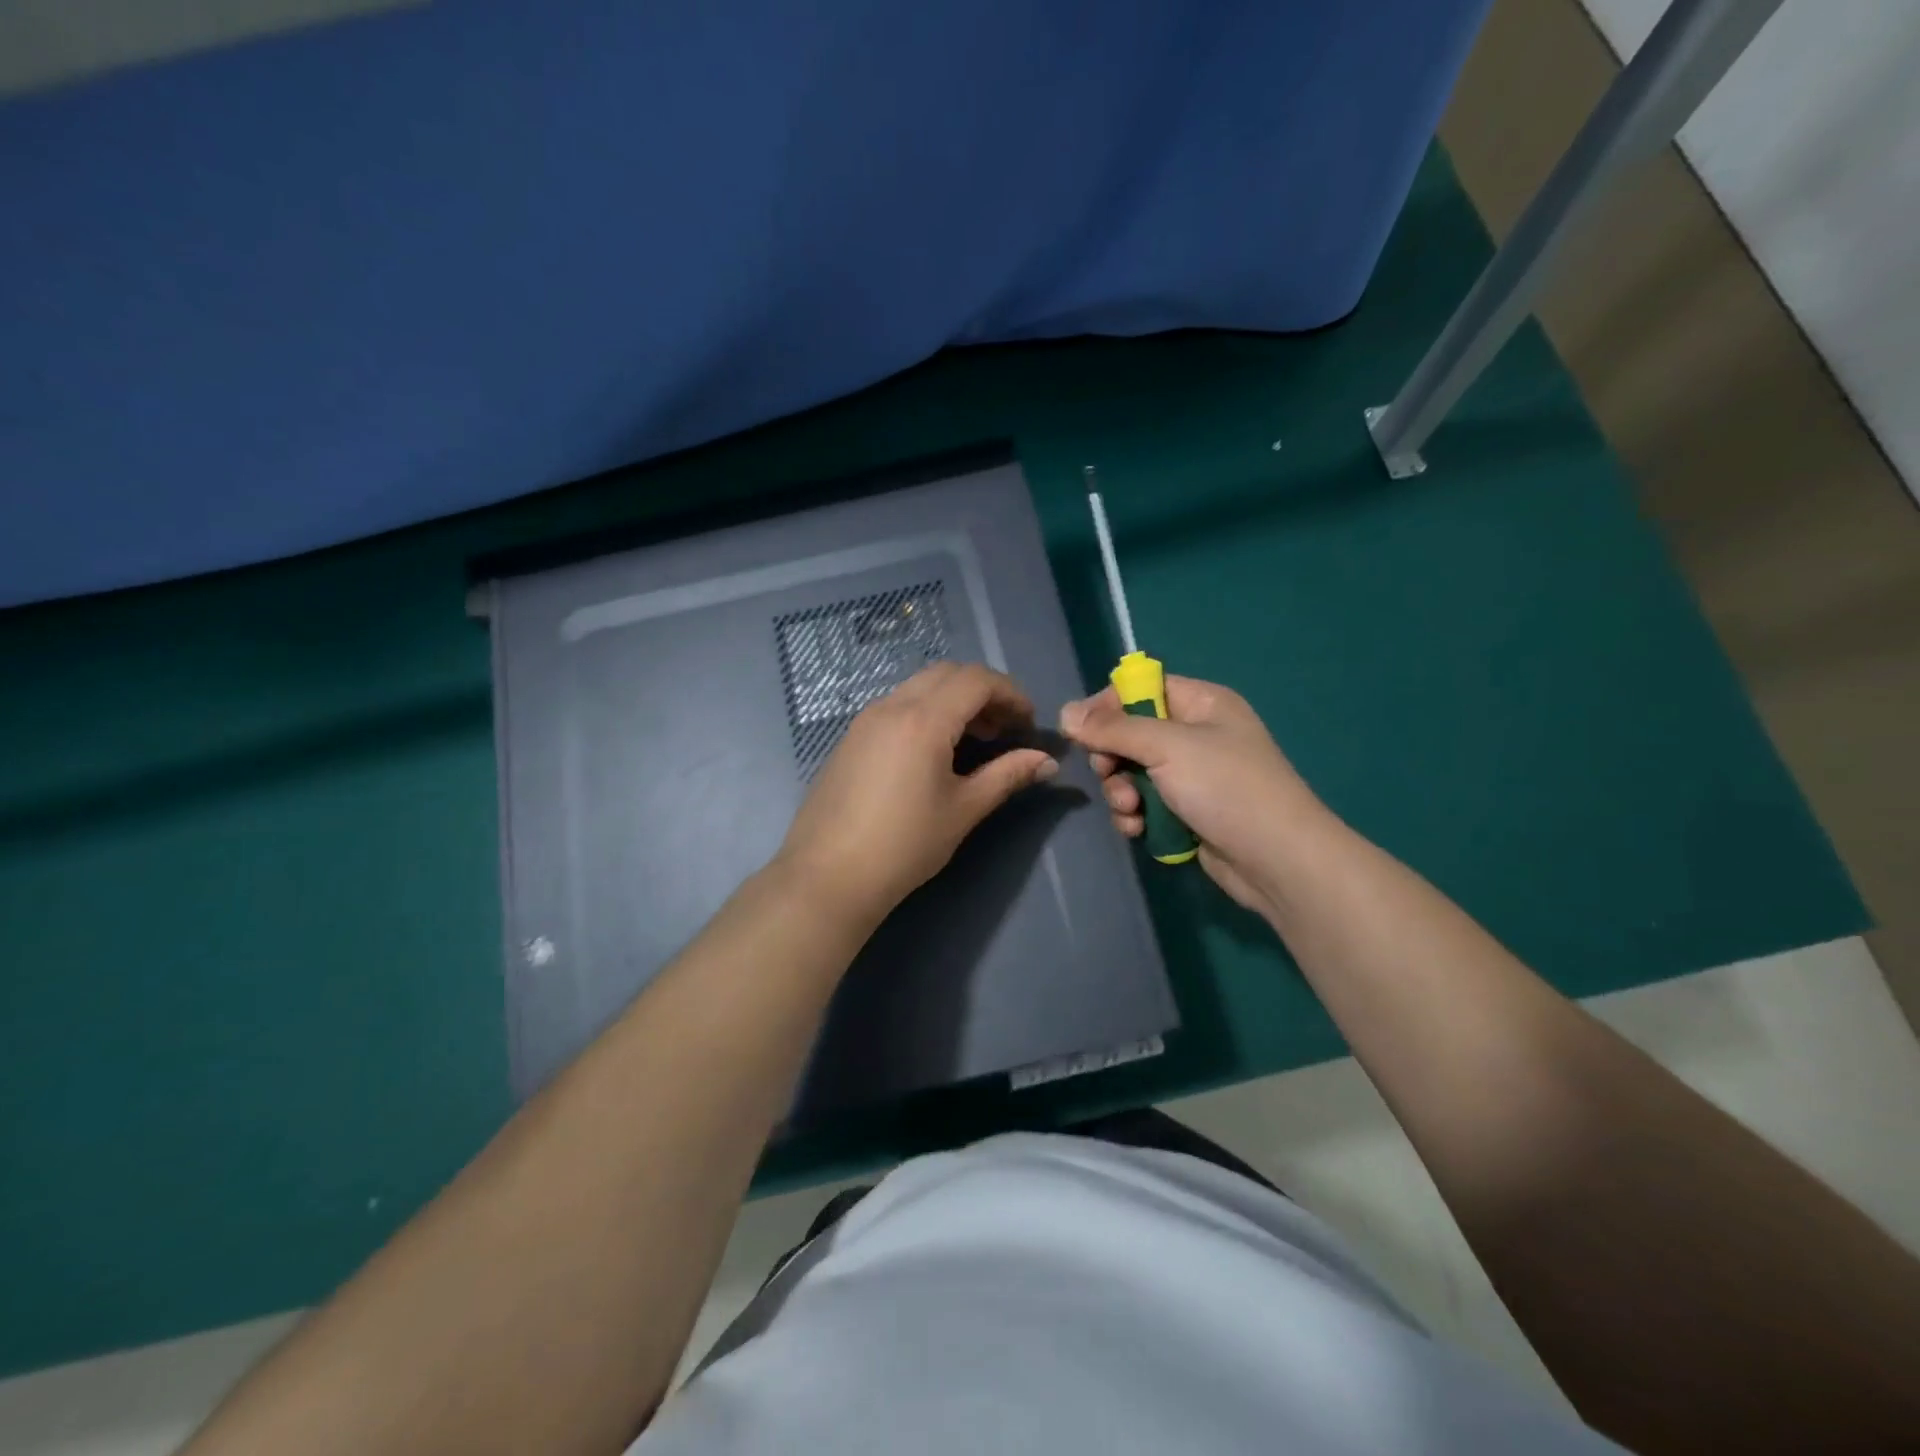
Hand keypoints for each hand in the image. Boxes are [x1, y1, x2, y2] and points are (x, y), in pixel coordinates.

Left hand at [776, 662, 1058, 924]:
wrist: (827, 876)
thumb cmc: (904, 845)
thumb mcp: (963, 810)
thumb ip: (1007, 776)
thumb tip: (1048, 761)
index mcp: (923, 719)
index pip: (976, 679)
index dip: (1011, 693)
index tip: (1028, 723)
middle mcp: (892, 706)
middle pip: (947, 673)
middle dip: (983, 692)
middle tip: (1003, 730)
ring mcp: (866, 719)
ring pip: (919, 686)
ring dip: (953, 700)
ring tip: (973, 742)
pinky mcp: (851, 737)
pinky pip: (897, 705)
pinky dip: (926, 711)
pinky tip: (934, 752)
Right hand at [1059, 675, 1331, 914]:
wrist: (1278, 859)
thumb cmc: (1226, 787)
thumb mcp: (1167, 747)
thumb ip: (1113, 729)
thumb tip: (1065, 711)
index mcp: (1202, 704)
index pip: (1142, 689)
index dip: (1108, 706)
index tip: (1080, 730)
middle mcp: (1197, 735)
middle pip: (1131, 734)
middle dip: (1112, 758)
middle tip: (1109, 773)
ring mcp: (1193, 777)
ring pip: (1133, 773)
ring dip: (1121, 792)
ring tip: (1130, 810)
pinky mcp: (1188, 813)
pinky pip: (1146, 805)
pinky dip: (1135, 816)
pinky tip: (1137, 830)